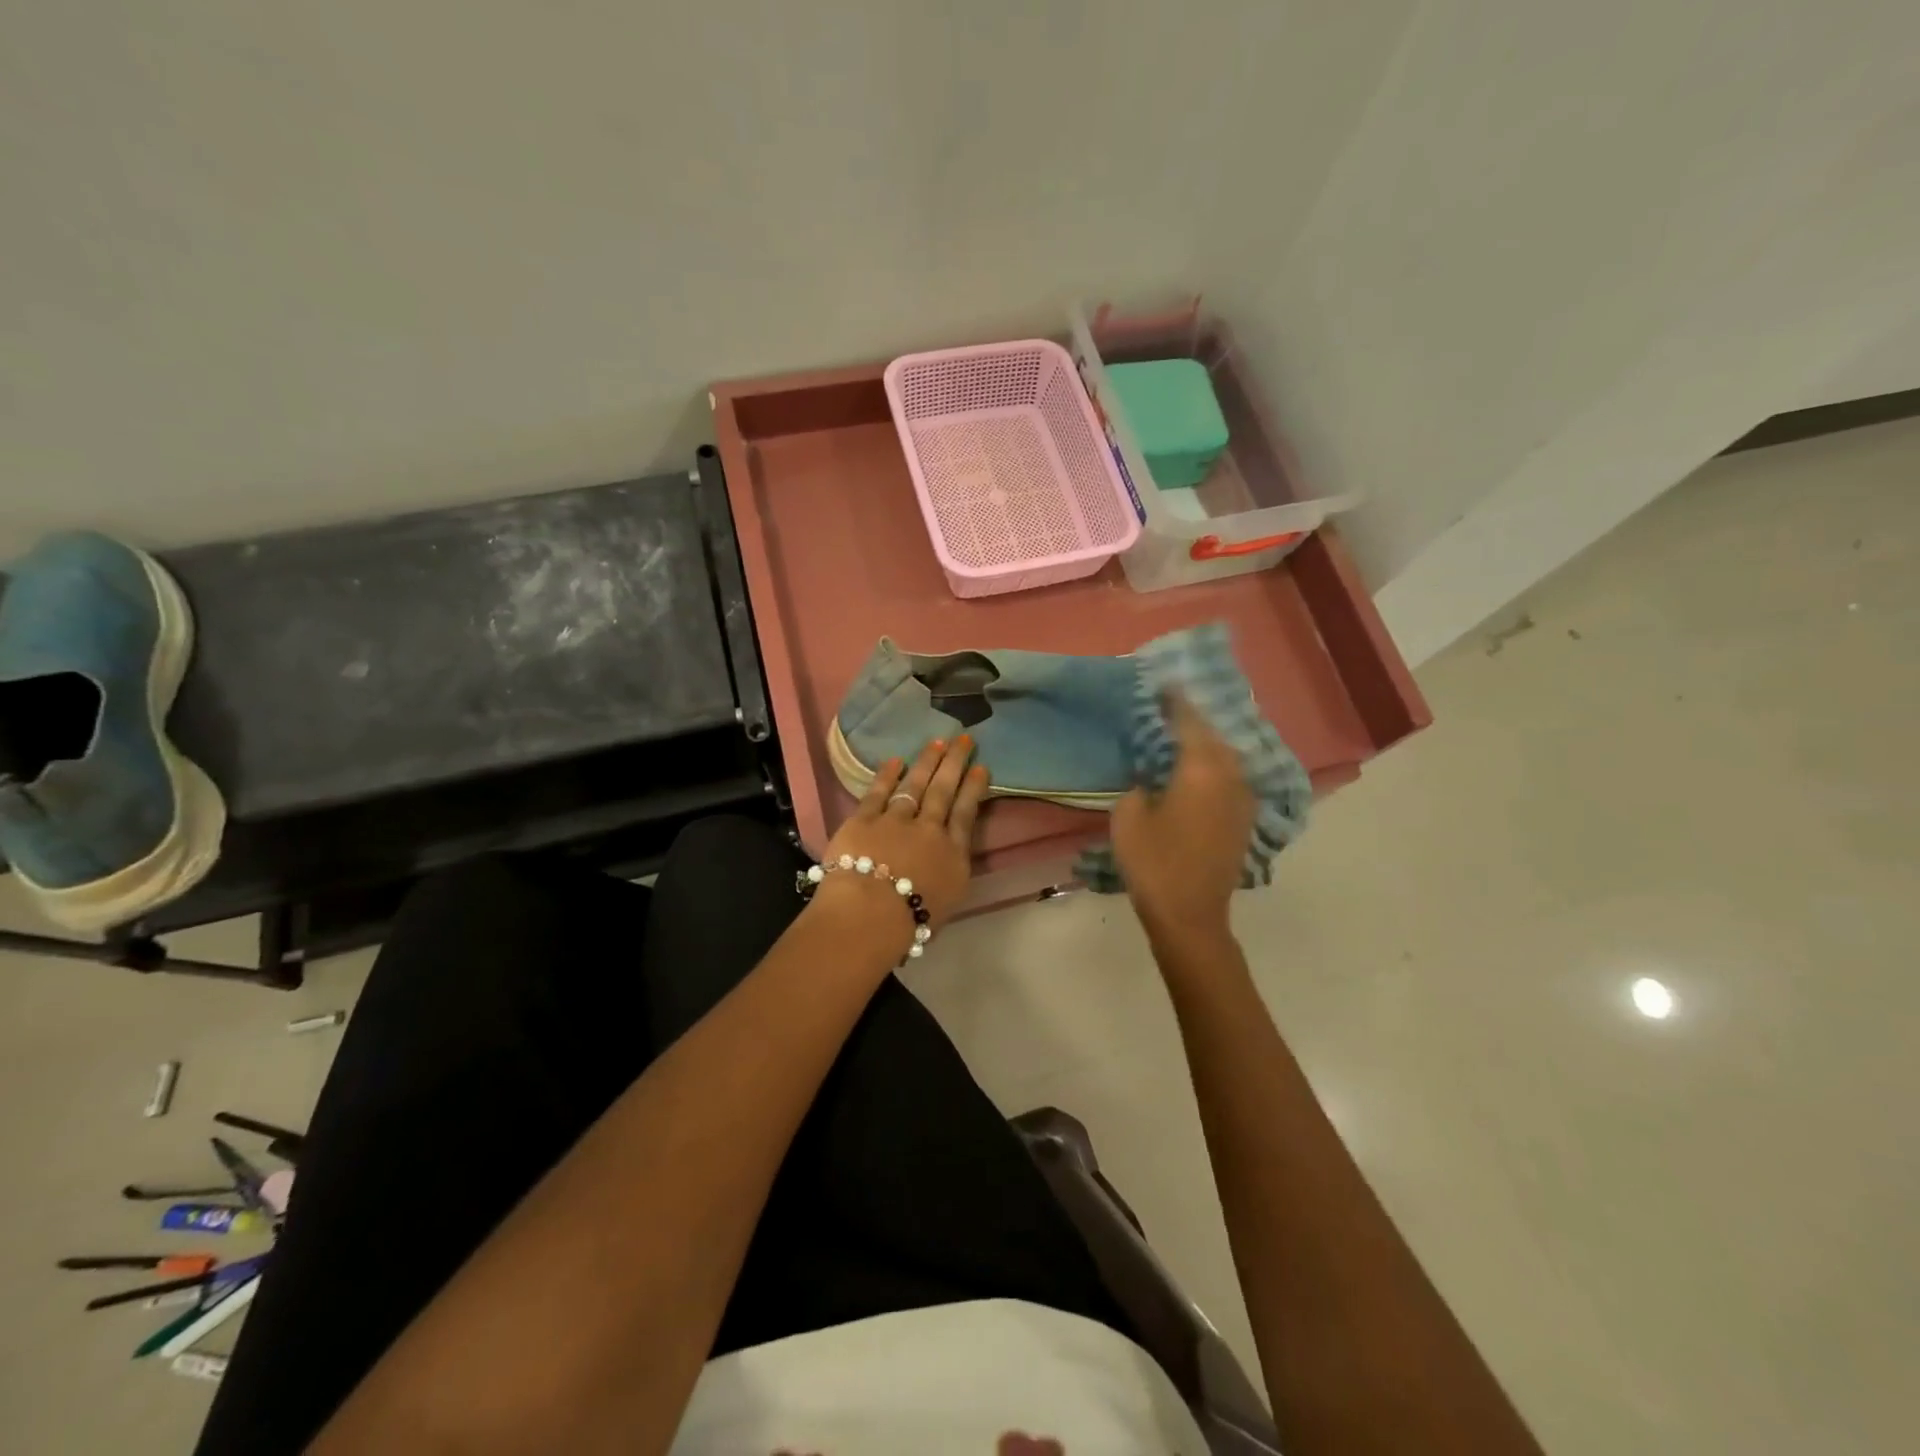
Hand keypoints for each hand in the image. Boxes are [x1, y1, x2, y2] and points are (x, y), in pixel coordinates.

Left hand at [814, 736, 988, 935]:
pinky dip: (887, 775)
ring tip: (937, 742)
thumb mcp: (949, 900)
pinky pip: (878, 792)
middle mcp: (929, 829)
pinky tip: (894, 760)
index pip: (967, 814)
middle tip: (964, 738)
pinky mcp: (863, 819)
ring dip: (927, 762)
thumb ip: (951, 871)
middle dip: (955, 763)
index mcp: (952, 854)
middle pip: (944, 790)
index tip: (981, 766)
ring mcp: (895, 820)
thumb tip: (950, 855)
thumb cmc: (912, 922)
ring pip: (915, 785)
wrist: (870, 914)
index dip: (974, 788)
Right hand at [1112, 693, 1255, 950]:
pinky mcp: (1243, 817)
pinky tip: (1196, 769)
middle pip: (1212, 734)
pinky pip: (1229, 776)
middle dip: (1191, 719)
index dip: (1174, 700)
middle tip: (1166, 709)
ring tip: (1180, 736)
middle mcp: (1229, 775)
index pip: (1188, 720)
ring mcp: (1242, 797)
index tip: (1161, 683)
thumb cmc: (1153, 863)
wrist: (1191, 915)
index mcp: (1200, 768)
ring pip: (1225, 755)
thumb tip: (1150, 772)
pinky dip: (1213, 765)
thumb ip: (1139, 782)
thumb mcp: (1128, 816)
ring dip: (1205, 743)